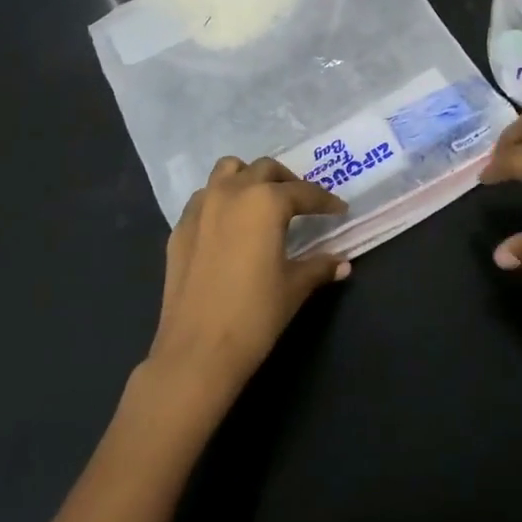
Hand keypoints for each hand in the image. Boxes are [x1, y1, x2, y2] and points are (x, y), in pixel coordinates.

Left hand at [145, 157, 349, 403]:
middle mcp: (232, 193)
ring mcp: (201, 208)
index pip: (303, 192)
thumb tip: (343, 264)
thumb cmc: (254, 315)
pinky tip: (230, 225)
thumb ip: (319, 267)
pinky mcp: (179, 228)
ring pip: (228, 171)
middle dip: (287, 181)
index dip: (325, 200)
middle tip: (302, 203)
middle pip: (265, 169)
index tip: (339, 209)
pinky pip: (205, 197)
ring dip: (249, 178)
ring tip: (262, 201)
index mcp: (265, 202)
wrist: (196, 351)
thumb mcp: (294, 287)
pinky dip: (221, 199)